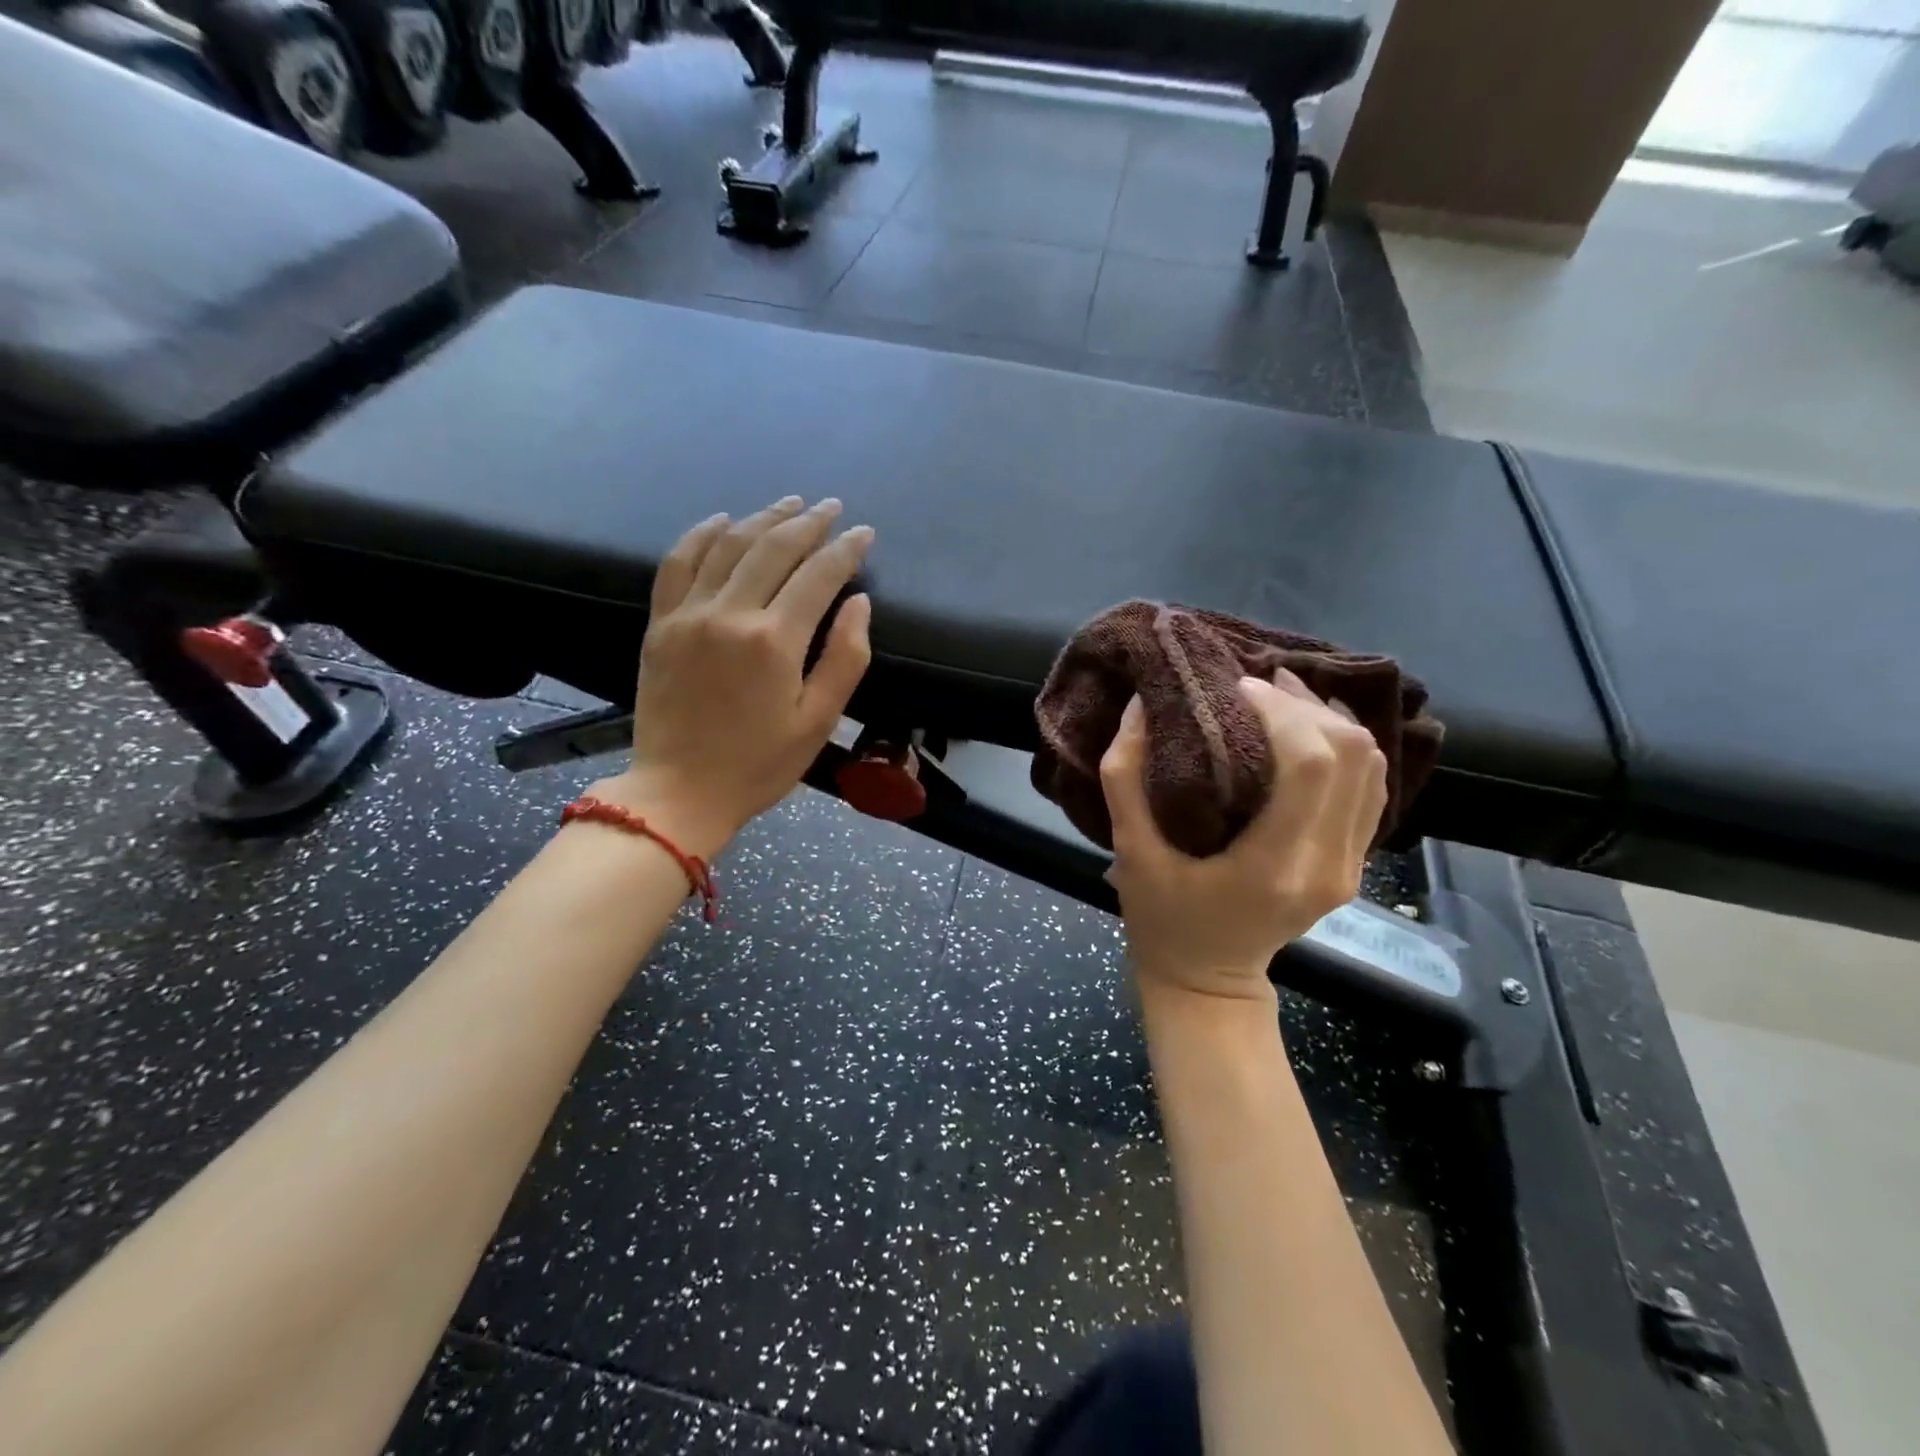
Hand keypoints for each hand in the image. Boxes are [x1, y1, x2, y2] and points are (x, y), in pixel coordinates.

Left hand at [594, 497, 873, 856]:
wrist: (678, 793)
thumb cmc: (759, 765)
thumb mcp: (819, 721)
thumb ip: (845, 658)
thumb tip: (860, 604)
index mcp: (775, 641)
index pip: (819, 575)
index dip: (846, 549)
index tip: (864, 533)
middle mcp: (730, 614)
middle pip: (774, 548)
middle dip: (808, 523)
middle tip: (831, 508)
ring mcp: (689, 615)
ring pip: (728, 545)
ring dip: (762, 519)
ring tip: (788, 504)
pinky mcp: (660, 625)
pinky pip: (677, 563)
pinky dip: (701, 535)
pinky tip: (722, 521)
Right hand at [1100, 672, 1387, 1000]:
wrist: (1209, 980)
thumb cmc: (1163, 921)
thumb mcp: (1130, 852)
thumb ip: (1125, 778)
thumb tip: (1140, 706)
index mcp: (1275, 865)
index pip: (1312, 765)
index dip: (1281, 711)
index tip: (1235, 688)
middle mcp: (1328, 864)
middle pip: (1352, 755)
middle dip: (1305, 705)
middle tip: (1254, 687)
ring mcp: (1351, 865)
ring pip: (1371, 765)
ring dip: (1329, 719)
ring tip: (1278, 698)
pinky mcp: (1354, 861)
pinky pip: (1369, 786)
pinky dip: (1343, 745)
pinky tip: (1305, 727)